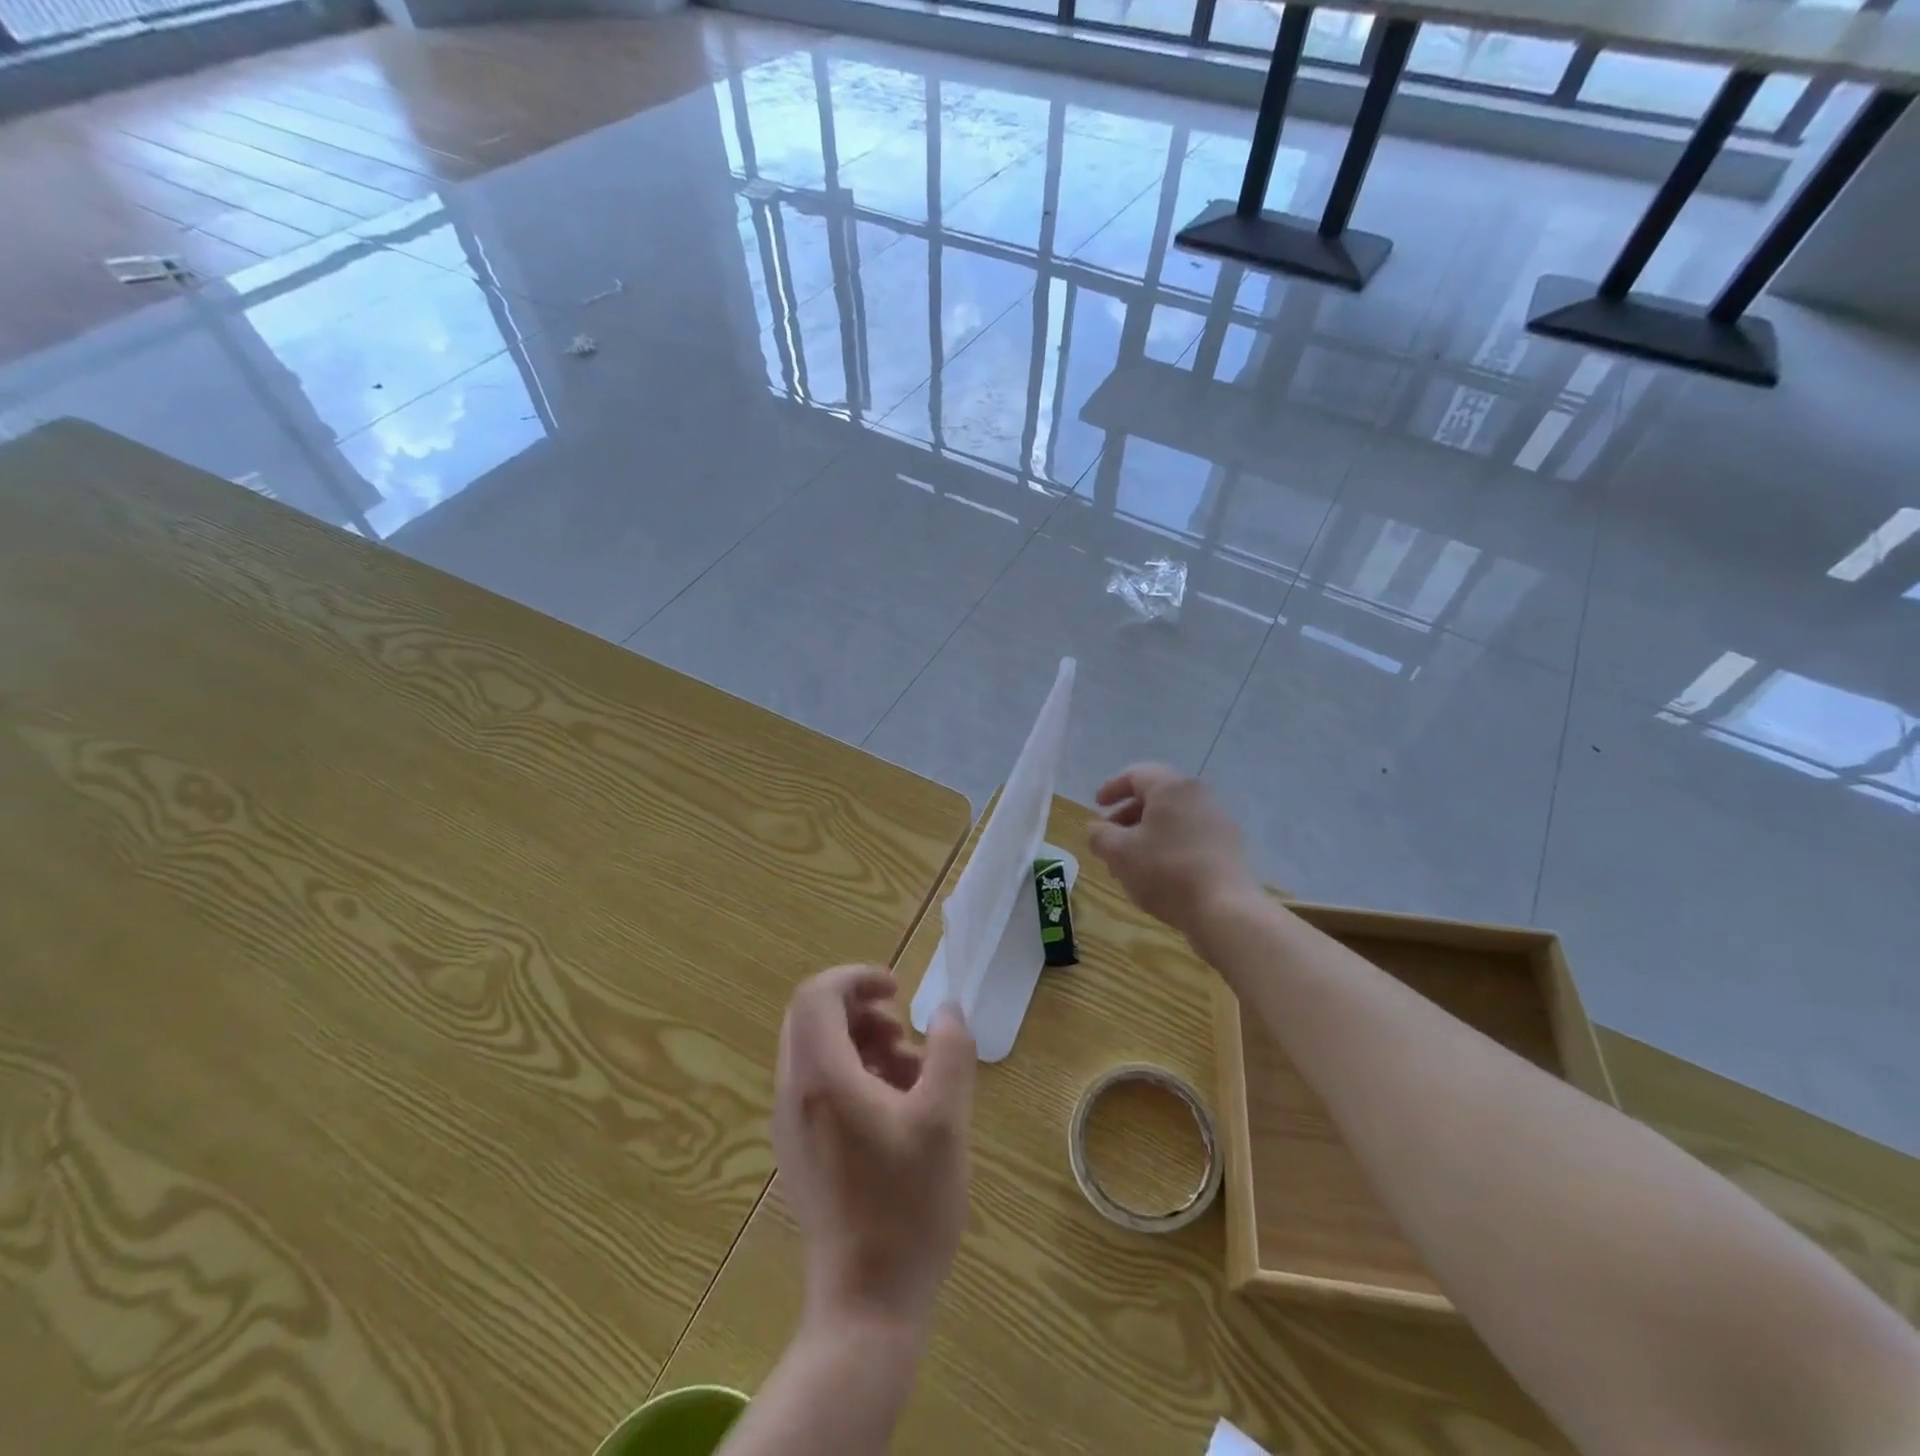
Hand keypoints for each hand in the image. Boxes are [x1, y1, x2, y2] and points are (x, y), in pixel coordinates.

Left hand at [774, 966, 975, 1335]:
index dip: (856, 978)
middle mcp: (793, 1094)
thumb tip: (946, 1008)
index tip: (898, 990)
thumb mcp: (945, 1119)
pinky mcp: (799, 1153)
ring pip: (815, 1053)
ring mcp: (791, 1126)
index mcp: (821, 1077)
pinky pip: (818, 1087)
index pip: (817, 995)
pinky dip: (853, 1075)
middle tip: (903, 1031)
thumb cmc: (908, 1207)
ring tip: (910, 1072)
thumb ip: (949, 1051)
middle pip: (811, 1020)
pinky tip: (896, 1108)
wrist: (867, 1307)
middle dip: (860, 1011)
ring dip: (861, 1044)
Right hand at [1088, 764, 1258, 943]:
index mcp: (1171, 787)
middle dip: (1127, 816)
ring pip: (1172, 818)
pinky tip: (1157, 872)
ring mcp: (1218, 820)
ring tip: (1129, 861)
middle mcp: (1198, 794)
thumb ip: (1099, 835)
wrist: (1225, 909)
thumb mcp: (1119, 853)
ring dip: (1146, 833)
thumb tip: (1097, 829)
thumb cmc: (1165, 871)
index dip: (1111, 788)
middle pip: (1156, 796)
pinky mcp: (1229, 845)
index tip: (1096, 806)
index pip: (1135, 774)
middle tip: (1109, 837)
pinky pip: (1190, 834)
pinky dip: (1168, 844)